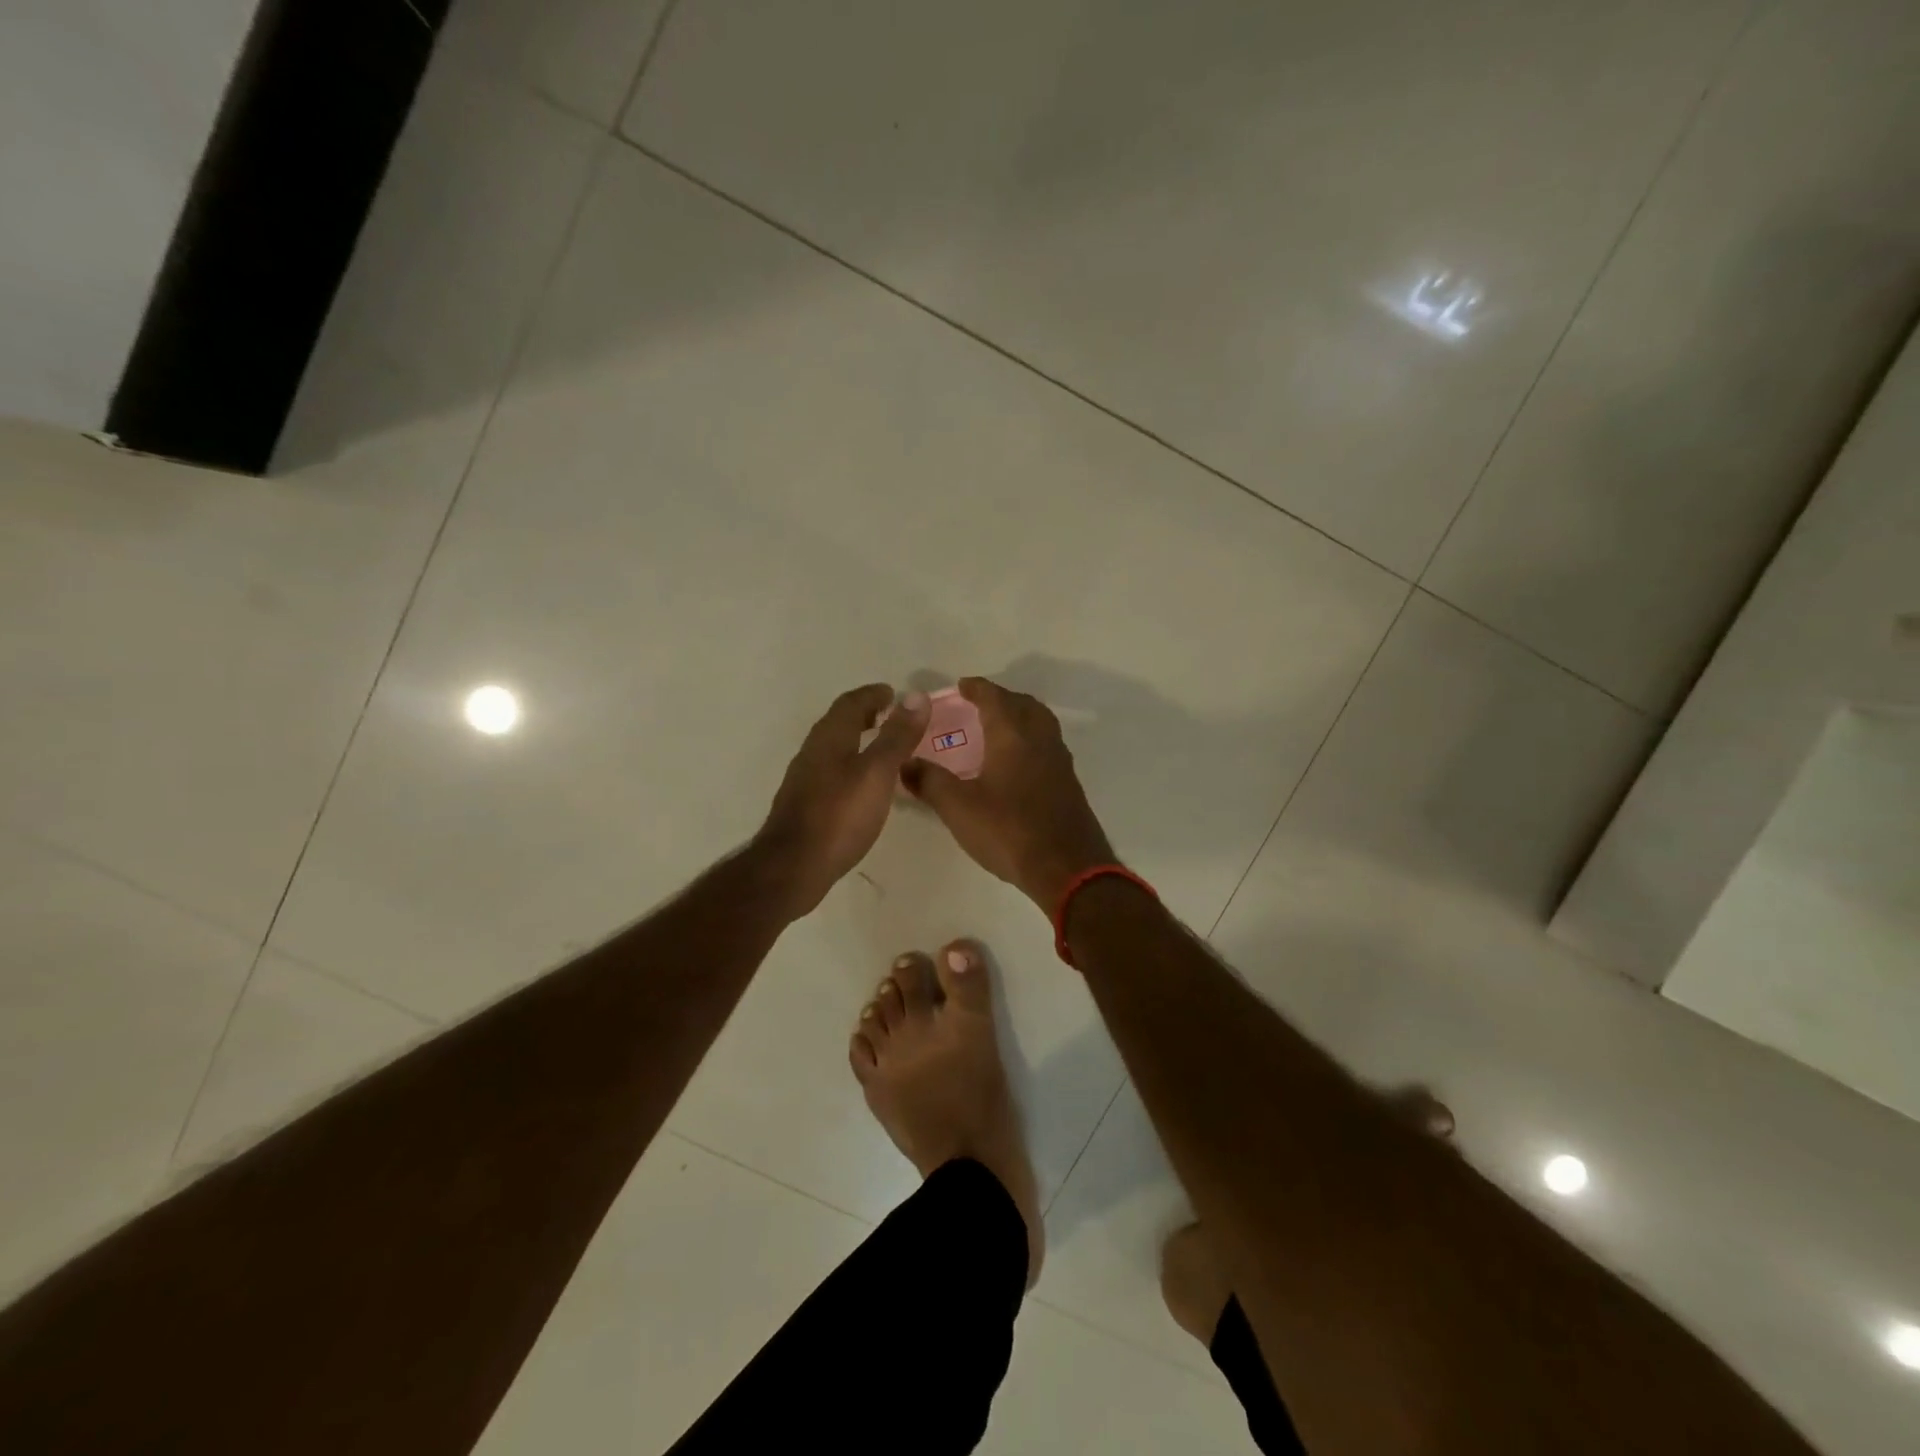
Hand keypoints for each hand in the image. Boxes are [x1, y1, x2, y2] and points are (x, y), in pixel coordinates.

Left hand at [758, 684, 930, 915]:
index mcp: (830, 737)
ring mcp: (805, 779)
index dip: (873, 695)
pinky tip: (863, 786)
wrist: (794, 866)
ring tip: (883, 749)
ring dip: (857, 740)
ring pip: (834, 748)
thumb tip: (915, 696)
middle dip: (865, 715)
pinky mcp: (805, 804)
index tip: (894, 694)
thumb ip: (897, 736)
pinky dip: (851, 765)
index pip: (851, 702)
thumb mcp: (877, 772)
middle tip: (892, 717)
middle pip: (839, 722)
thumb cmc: (840, 815)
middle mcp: (813, 751)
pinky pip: (831, 771)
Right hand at [902, 676, 1115, 907]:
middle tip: (979, 704)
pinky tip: (1017, 764)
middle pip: (1023, 704)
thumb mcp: (959, 808)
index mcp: (1013, 735)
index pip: (994, 697)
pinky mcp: (1068, 784)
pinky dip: (1030, 740)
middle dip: (1001, 698)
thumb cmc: (1009, 831)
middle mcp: (1040, 740)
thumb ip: (929, 782)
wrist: (1067, 868)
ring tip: (997, 729)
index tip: (961, 685)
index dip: (976, 688)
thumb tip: (905, 763)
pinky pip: (1047, 746)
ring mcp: (1059, 762)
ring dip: (1020, 716)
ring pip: (1040, 724)